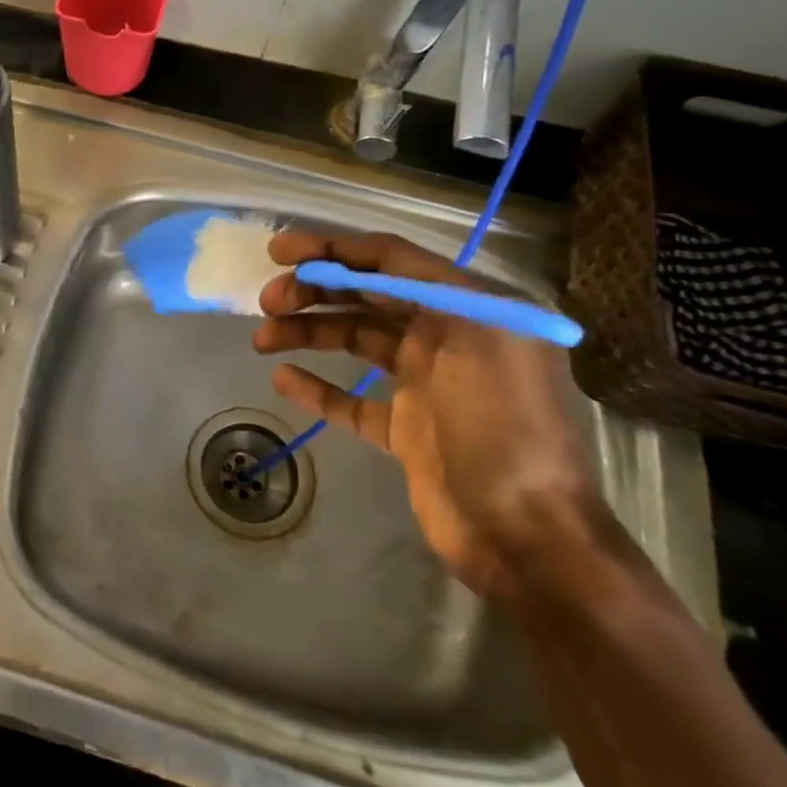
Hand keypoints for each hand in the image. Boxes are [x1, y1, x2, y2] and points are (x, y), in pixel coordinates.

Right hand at [253, 229, 611, 603]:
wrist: (525, 537)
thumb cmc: (504, 430)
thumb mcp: (479, 340)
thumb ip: (428, 291)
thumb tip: (374, 261)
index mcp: (472, 310)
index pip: (392, 262)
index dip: (334, 250)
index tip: (280, 250)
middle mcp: (447, 338)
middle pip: (368, 297)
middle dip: (314, 290)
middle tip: (267, 300)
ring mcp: (425, 385)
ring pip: (355, 340)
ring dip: (308, 332)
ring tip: (262, 339)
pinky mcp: (405, 428)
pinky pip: (351, 398)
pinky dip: (317, 386)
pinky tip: (283, 379)